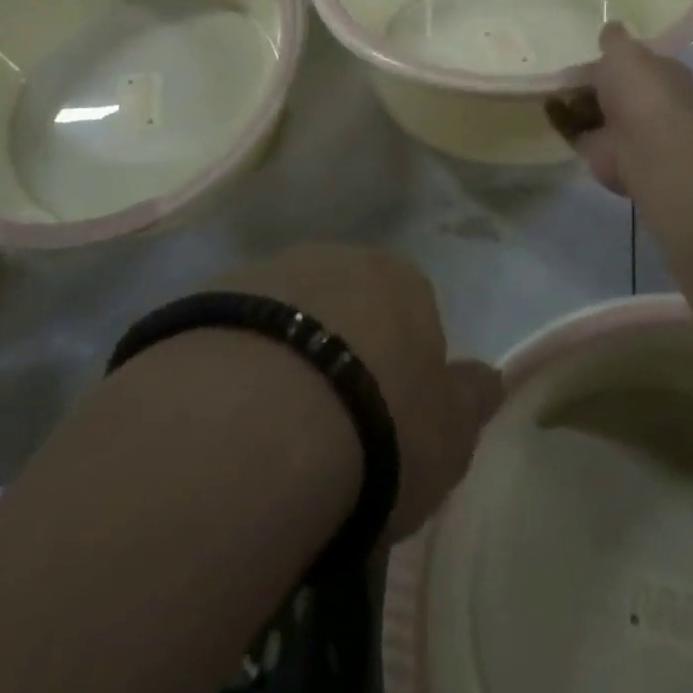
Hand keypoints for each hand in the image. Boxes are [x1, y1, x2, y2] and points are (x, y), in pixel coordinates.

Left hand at [208, 244, 501, 543]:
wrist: (260, 422)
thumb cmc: (378, 427)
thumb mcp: (450, 433)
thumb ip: (471, 399)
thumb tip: (489, 377)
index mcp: (401, 280)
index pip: (412, 314)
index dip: (401, 368)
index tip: (387, 423)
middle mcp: (335, 258)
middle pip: (345, 306)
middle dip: (340, 352)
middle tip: (328, 427)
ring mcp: (265, 271)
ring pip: (285, 316)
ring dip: (283, 357)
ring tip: (269, 434)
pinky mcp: (203, 299)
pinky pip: (230, 336)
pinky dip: (233, 368)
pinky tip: (224, 422)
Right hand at [546, 21, 692, 194]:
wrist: (641, 147)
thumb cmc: (641, 90)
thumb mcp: (625, 50)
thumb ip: (614, 38)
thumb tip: (610, 27)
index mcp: (665, 75)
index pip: (644, 60)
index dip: (622, 54)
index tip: (597, 45)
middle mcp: (649, 101)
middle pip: (615, 84)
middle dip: (592, 76)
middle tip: (566, 63)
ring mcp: (625, 128)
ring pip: (595, 108)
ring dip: (574, 98)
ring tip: (550, 81)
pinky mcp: (601, 148)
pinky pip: (577, 129)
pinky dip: (562, 118)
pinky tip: (546, 104)